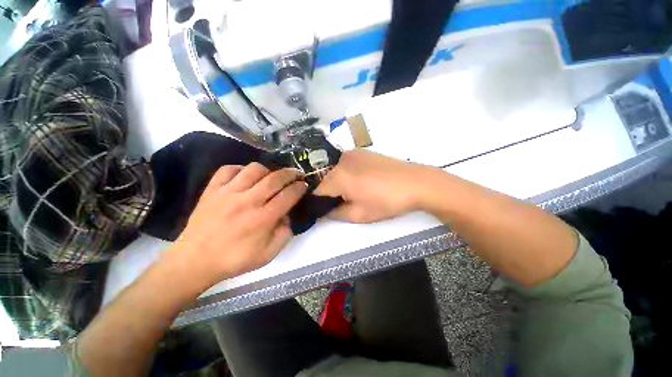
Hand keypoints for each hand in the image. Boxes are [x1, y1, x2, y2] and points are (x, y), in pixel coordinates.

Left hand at [169, 163, 306, 284]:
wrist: (194, 261)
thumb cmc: (234, 260)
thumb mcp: (268, 255)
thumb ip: (284, 234)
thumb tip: (287, 215)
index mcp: (263, 219)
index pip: (288, 195)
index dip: (300, 187)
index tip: (304, 184)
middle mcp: (248, 202)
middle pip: (275, 179)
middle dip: (290, 173)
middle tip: (296, 173)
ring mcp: (228, 193)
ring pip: (254, 169)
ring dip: (268, 170)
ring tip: (270, 177)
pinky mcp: (212, 190)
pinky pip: (228, 169)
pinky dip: (240, 169)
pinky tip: (245, 176)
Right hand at [315, 149, 433, 222]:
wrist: (416, 182)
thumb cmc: (387, 201)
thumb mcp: (359, 215)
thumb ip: (335, 214)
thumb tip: (325, 210)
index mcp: (338, 176)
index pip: (317, 191)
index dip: (320, 203)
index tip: (327, 210)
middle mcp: (341, 160)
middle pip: (326, 180)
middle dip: (330, 193)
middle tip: (345, 203)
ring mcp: (352, 153)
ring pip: (336, 172)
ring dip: (339, 183)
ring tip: (356, 192)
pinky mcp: (362, 152)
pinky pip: (346, 165)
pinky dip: (347, 174)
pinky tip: (363, 181)